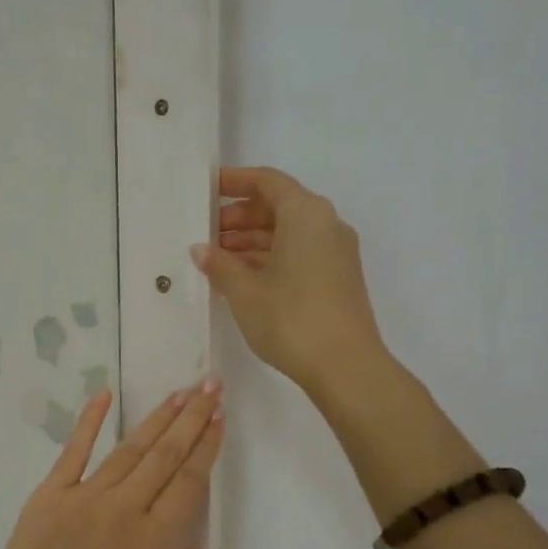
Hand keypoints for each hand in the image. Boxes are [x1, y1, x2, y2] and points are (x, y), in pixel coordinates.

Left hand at [0, 380, 223, 548]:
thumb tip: (198, 545)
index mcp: (154, 541)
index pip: (188, 483)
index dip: (206, 448)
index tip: (219, 418)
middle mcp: (126, 509)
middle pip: (165, 455)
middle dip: (191, 418)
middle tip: (209, 385)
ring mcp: (86, 497)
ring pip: (130, 449)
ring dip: (157, 418)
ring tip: (179, 393)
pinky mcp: (51, 494)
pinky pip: (74, 451)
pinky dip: (90, 422)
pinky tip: (105, 395)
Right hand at [192, 166, 386, 393]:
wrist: (345, 366)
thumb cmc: (290, 318)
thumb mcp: (245, 291)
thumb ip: (220, 264)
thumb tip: (201, 249)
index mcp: (305, 214)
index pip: (267, 182)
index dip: (234, 182)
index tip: (207, 190)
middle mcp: (326, 224)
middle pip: (278, 206)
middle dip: (240, 217)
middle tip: (206, 234)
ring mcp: (336, 252)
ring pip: (288, 232)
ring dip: (252, 240)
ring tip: (217, 259)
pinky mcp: (338, 277)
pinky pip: (299, 253)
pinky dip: (270, 257)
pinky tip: (242, 278)